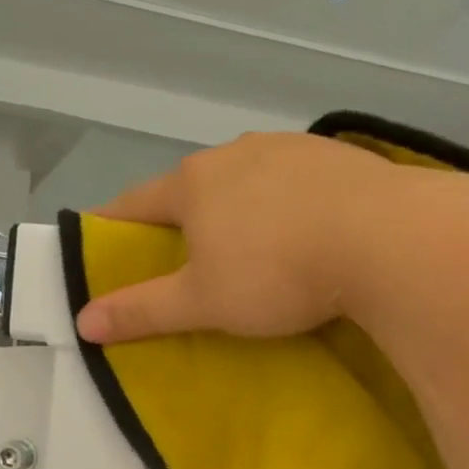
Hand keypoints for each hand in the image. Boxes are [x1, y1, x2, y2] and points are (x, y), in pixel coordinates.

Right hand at [74, 132, 403, 344]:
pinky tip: (300, 229)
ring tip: (246, 245)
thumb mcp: (203, 302)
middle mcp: (235, 153)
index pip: (136, 203)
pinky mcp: (335, 156)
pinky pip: (291, 181)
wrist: (385, 240)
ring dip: (235, 208)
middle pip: (191, 188)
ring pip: (244, 180)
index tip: (104, 245)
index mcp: (193, 183)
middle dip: (181, 219)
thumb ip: (143, 310)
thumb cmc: (277, 273)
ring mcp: (288, 148)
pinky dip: (282, 204)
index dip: (114, 226)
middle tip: (183, 259)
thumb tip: (83, 321)